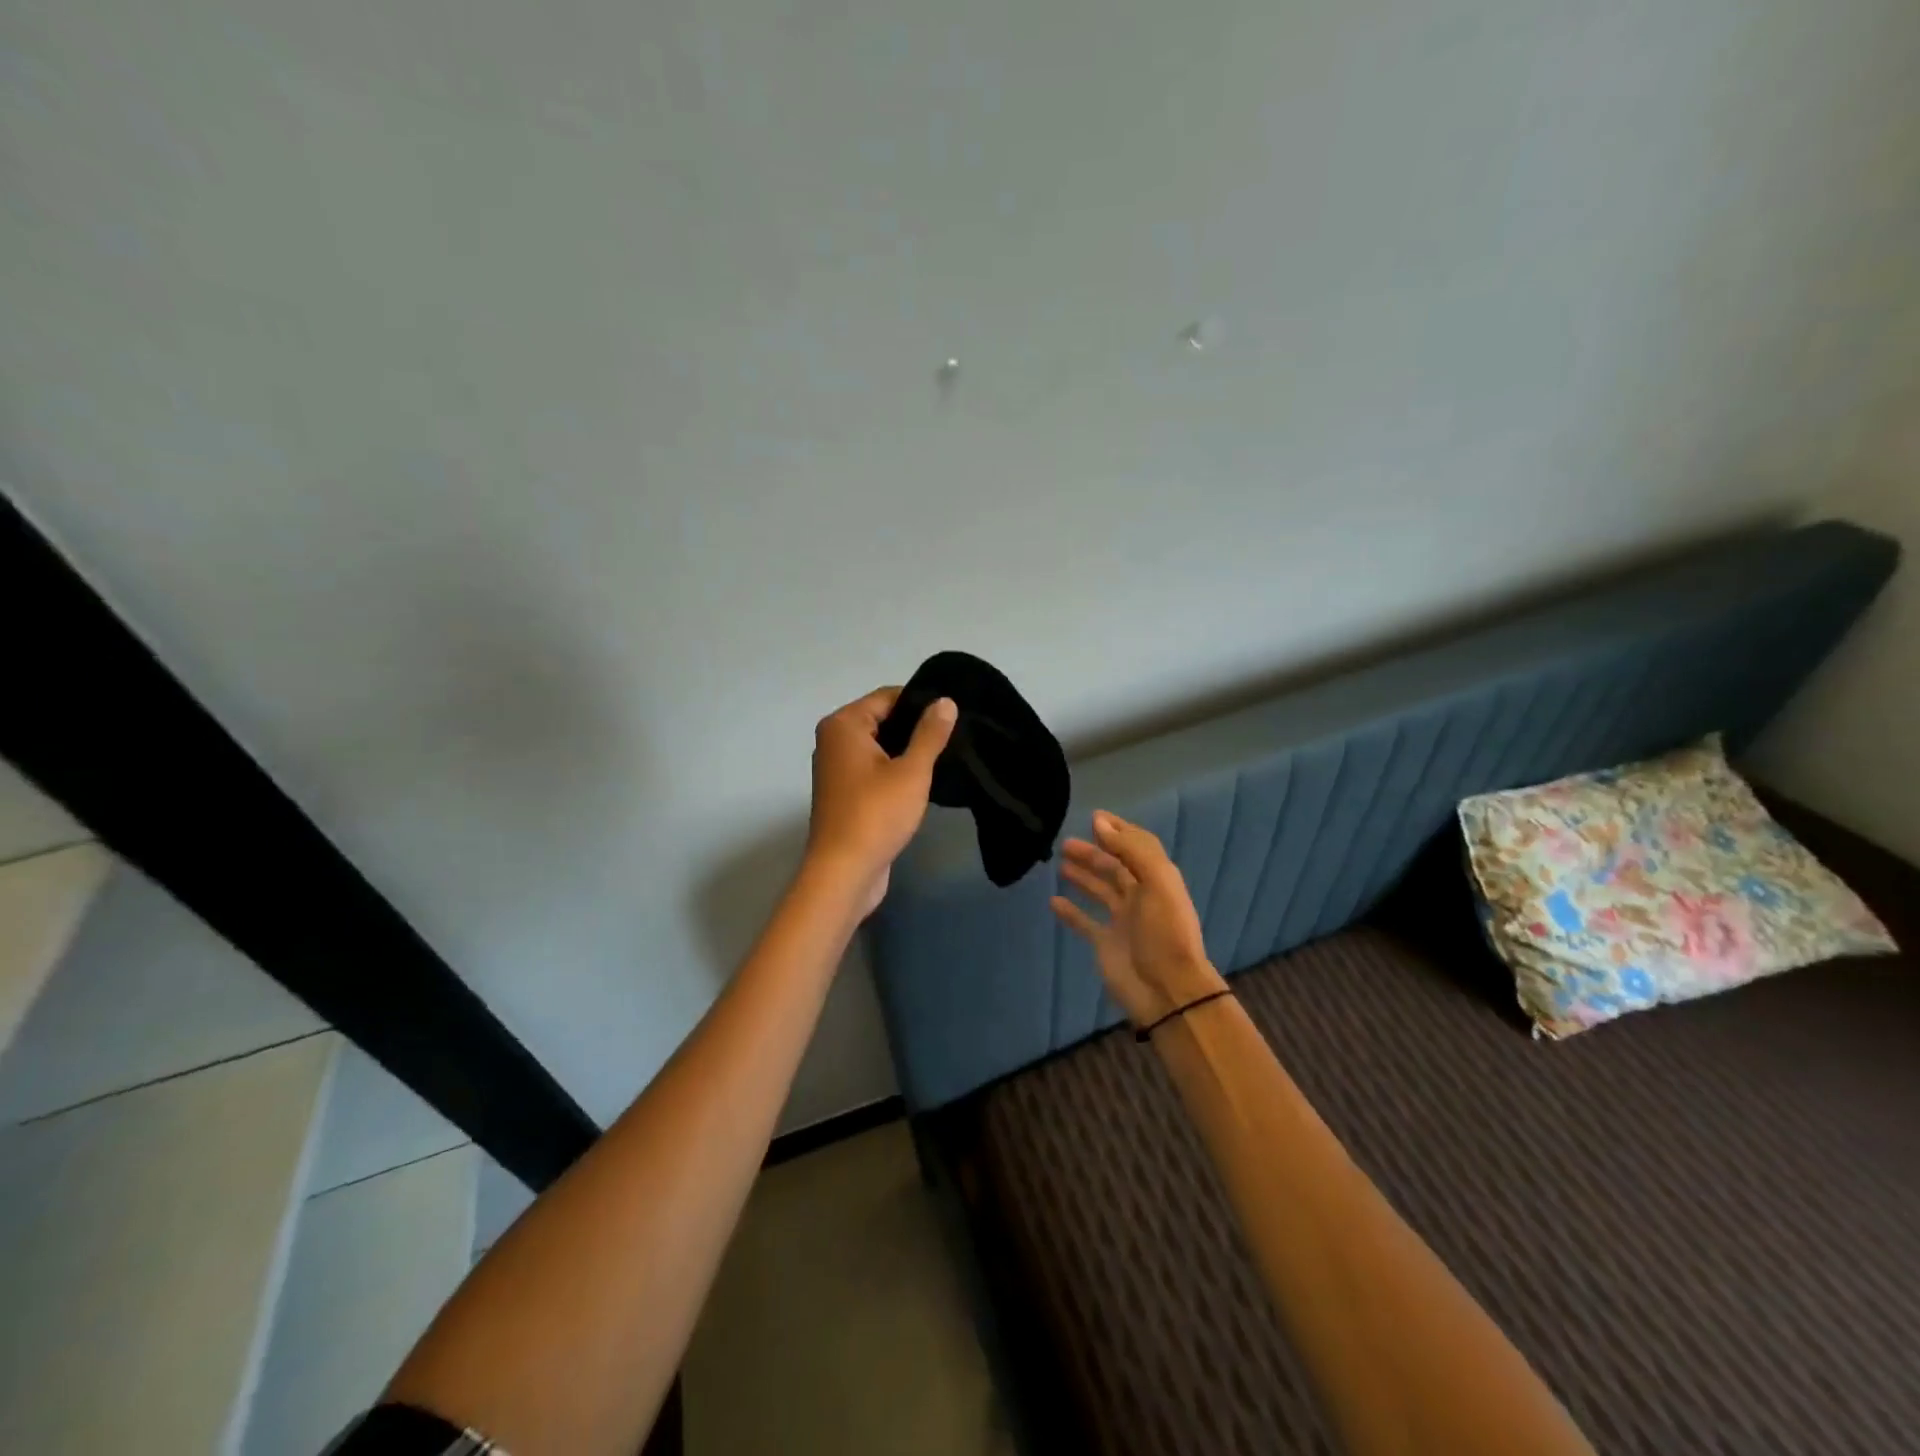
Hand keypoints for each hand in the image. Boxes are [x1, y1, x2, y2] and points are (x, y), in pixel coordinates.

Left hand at [807, 687, 957, 916]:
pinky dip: (896, 771)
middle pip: (883, 719)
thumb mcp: (911, 771)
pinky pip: (875, 769)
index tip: (954, 715)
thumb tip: (945, 701)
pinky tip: (923, 782)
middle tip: (955, 737)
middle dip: (916, 728)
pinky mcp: (845, 794)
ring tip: (944, 758)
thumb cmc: (876, 815)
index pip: (888, 696)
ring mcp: (837, 769)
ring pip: (880, 747)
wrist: (844, 873)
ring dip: (908, 752)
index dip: (922, 703)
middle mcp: (834, 741)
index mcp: (843, 725)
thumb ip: (930, 733)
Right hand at [1051, 811, 1226, 1026]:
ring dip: (1082, 876)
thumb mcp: (1157, 882)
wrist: (1167, 991)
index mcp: (1156, 879)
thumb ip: (1131, 850)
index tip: (1094, 817)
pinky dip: (1070, 911)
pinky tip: (1053, 901)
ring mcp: (1121, 921)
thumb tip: (1099, 822)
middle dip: (1093, 853)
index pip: (1137, 847)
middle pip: (1114, 867)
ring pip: (1099, 891)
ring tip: (1060, 863)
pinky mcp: (1105, 943)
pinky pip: (1084, 922)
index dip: (1118, 831)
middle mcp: (1140, 896)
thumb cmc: (1164, 932)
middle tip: (1066, 843)